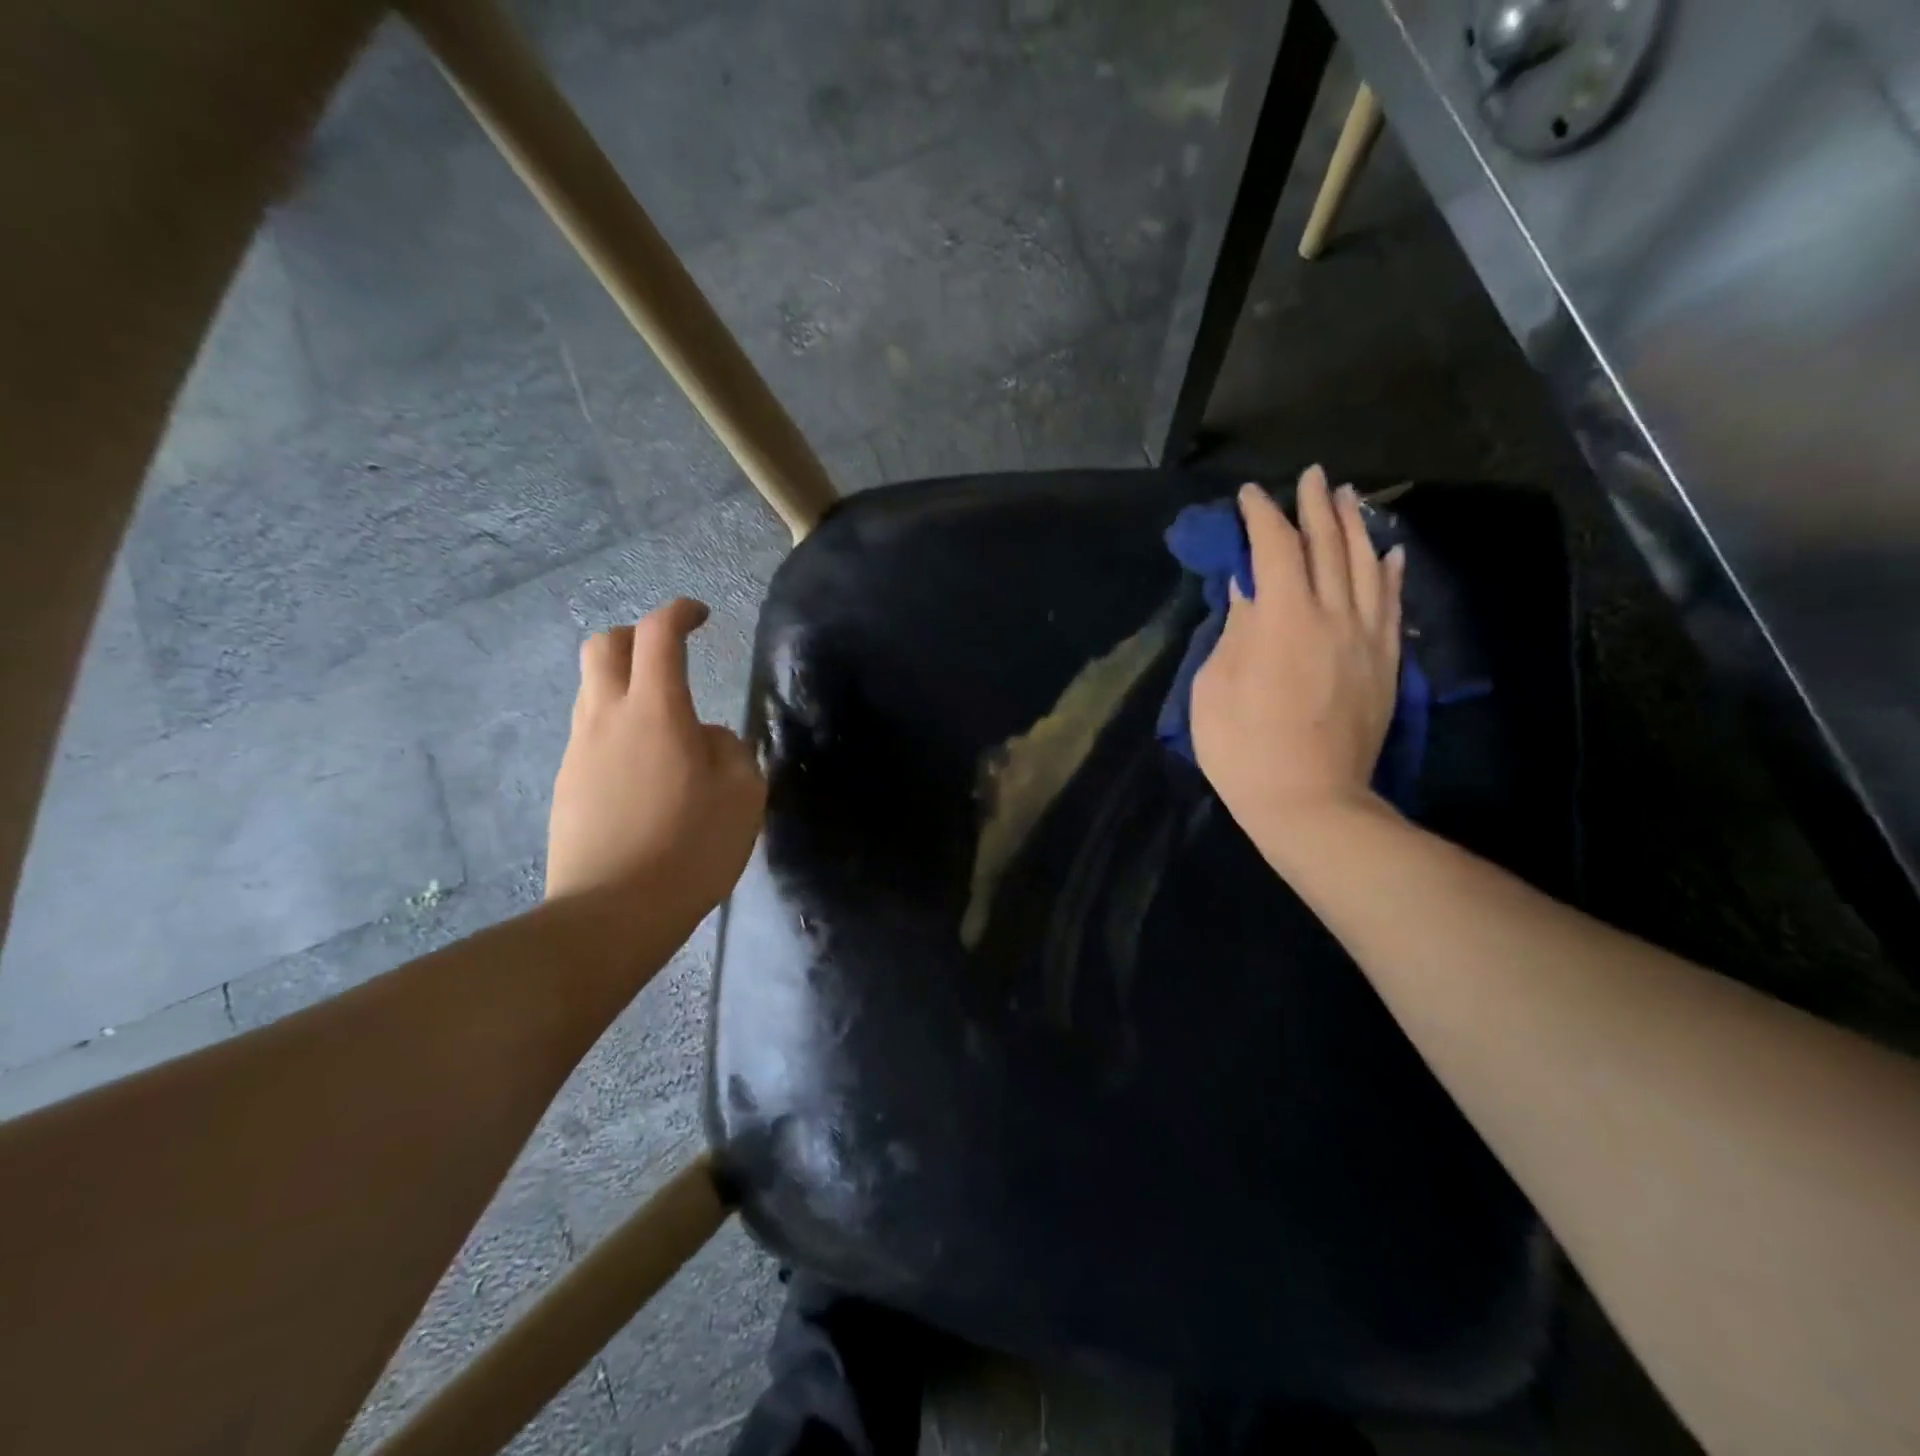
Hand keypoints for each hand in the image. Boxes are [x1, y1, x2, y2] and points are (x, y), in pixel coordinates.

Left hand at [546, 599, 766, 917]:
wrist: (612, 913)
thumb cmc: (690, 848)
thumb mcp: (743, 796)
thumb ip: (731, 751)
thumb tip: (706, 738)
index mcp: (655, 712)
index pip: (658, 636)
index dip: (679, 613)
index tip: (700, 615)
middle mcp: (607, 719)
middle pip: (603, 647)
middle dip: (636, 636)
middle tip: (668, 656)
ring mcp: (579, 752)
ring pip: (592, 690)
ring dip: (625, 685)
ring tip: (665, 724)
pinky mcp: (566, 784)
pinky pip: (591, 734)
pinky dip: (617, 728)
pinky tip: (646, 771)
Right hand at [1190, 466, 1404, 839]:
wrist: (1310, 802)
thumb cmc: (1243, 749)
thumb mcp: (1215, 689)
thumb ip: (1235, 631)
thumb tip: (1247, 589)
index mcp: (1283, 619)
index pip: (1276, 549)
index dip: (1262, 516)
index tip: (1250, 495)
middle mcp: (1332, 615)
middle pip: (1329, 546)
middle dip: (1315, 507)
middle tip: (1310, 476)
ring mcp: (1366, 639)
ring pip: (1367, 567)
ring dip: (1356, 527)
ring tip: (1348, 497)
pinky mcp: (1385, 664)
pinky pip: (1392, 605)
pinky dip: (1390, 572)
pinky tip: (1390, 552)